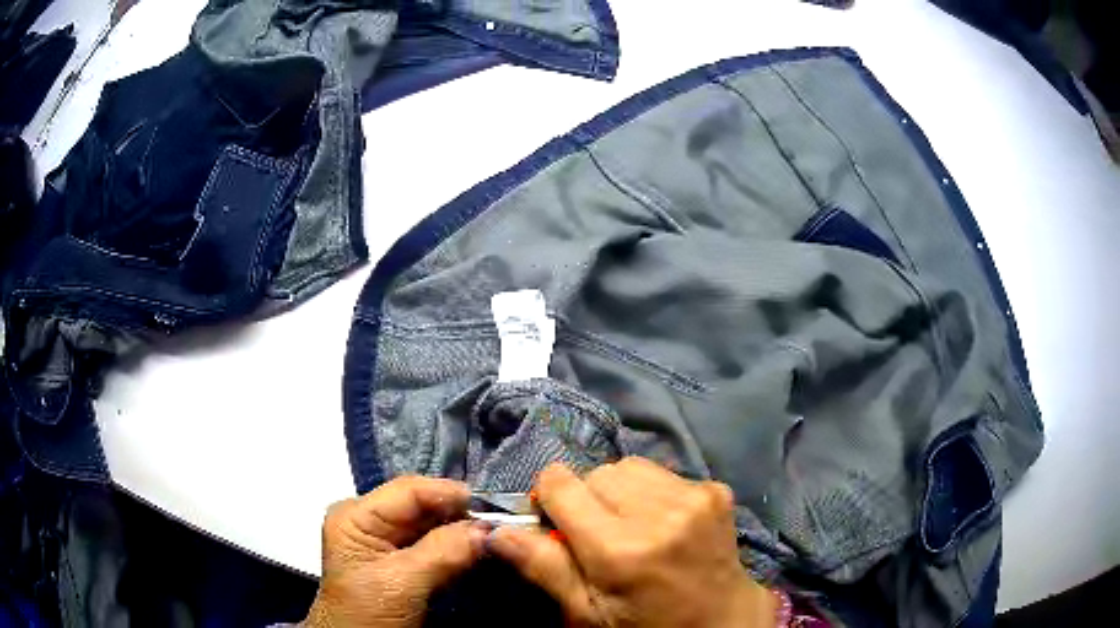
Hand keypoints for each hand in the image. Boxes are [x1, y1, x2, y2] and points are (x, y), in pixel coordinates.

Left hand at [303, 476, 488, 627]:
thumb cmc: (368, 613)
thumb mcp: (400, 583)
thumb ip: (442, 552)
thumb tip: (488, 529)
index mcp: (357, 515)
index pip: (408, 491)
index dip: (450, 494)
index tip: (492, 506)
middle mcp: (371, 521)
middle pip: (423, 505)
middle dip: (461, 514)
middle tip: (501, 523)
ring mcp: (388, 542)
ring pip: (434, 525)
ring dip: (464, 531)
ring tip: (496, 535)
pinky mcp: (404, 562)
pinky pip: (437, 545)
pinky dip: (460, 548)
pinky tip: (480, 550)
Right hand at [488, 458, 775, 626]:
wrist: (722, 620)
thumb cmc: (646, 625)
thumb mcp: (587, 614)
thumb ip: (545, 568)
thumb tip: (499, 530)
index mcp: (620, 548)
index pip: (561, 483)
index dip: (550, 499)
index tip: (557, 523)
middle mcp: (659, 512)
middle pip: (596, 473)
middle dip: (588, 499)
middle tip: (600, 535)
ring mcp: (694, 497)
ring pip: (629, 466)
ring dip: (621, 492)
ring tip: (633, 527)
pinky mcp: (716, 490)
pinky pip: (663, 473)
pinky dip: (653, 492)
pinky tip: (664, 523)